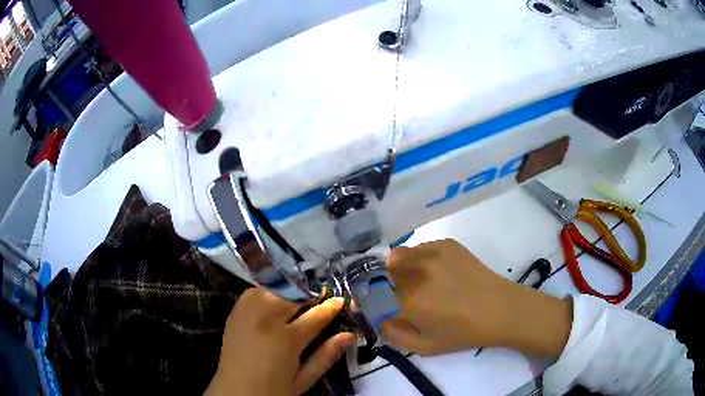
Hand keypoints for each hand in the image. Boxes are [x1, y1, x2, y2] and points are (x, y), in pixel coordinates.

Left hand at [206, 288, 355, 395]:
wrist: (234, 391)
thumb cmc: (273, 391)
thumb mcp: (304, 380)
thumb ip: (326, 356)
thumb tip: (349, 335)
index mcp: (287, 339)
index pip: (316, 315)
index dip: (331, 306)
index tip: (340, 300)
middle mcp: (266, 319)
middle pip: (294, 294)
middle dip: (310, 292)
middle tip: (321, 294)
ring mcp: (247, 312)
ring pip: (273, 287)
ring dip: (289, 289)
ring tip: (299, 296)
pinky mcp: (235, 311)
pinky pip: (255, 291)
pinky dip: (269, 291)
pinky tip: (275, 299)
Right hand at [383, 239, 571, 359]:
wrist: (499, 309)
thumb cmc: (463, 333)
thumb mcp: (425, 348)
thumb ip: (394, 336)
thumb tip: (378, 321)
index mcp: (409, 302)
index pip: (373, 295)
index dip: (371, 300)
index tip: (377, 305)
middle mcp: (416, 273)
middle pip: (383, 273)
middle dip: (384, 284)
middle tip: (399, 296)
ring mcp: (432, 254)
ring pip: (398, 256)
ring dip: (397, 268)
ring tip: (414, 281)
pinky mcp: (447, 244)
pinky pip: (419, 248)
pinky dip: (417, 258)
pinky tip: (432, 271)